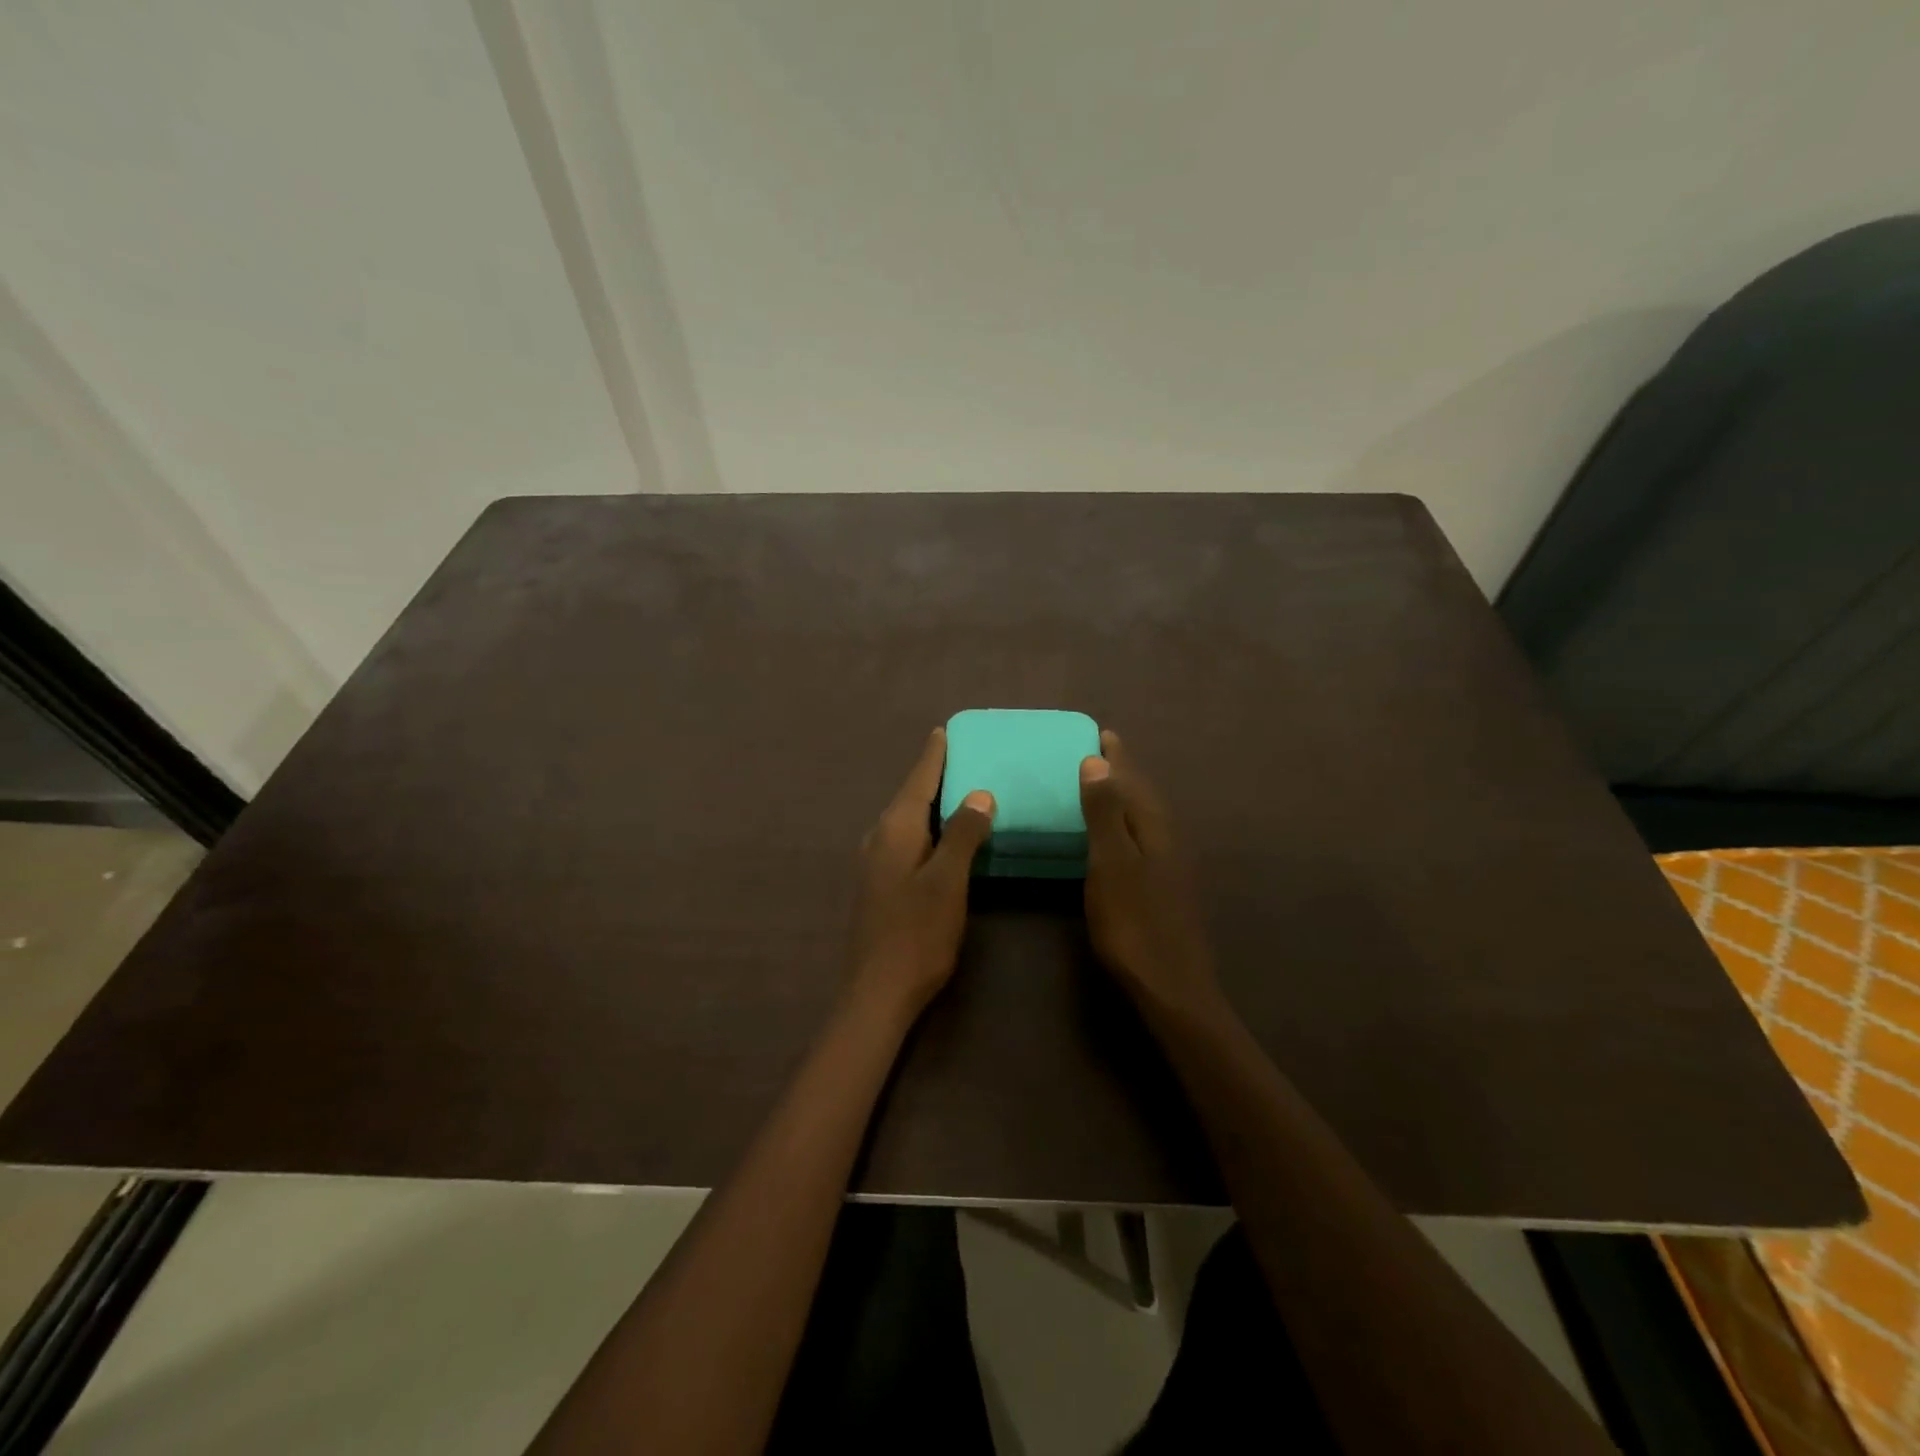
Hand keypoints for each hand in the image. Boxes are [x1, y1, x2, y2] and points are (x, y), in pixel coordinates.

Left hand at [847, 728, 995, 1024]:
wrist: (878, 991)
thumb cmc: (917, 933)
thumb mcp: (948, 881)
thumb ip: (963, 834)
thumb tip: (978, 793)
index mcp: (896, 830)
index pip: (918, 781)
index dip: (934, 756)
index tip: (944, 731)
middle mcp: (880, 838)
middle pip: (910, 797)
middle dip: (932, 775)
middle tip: (960, 756)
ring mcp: (875, 863)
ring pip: (907, 820)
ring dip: (930, 803)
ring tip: (957, 790)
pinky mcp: (880, 884)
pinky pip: (906, 840)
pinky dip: (926, 828)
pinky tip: (942, 837)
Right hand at [1079, 730, 1221, 1016]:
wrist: (1172, 988)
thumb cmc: (1133, 923)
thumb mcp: (1111, 864)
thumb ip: (1105, 813)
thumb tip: (1098, 762)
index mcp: (1155, 829)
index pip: (1135, 781)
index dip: (1118, 758)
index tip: (1102, 733)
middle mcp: (1169, 841)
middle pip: (1145, 797)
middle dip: (1124, 774)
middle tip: (1101, 755)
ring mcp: (1172, 868)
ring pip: (1147, 820)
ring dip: (1127, 800)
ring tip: (1106, 789)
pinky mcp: (1167, 890)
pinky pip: (1145, 841)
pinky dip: (1128, 827)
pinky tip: (1118, 840)